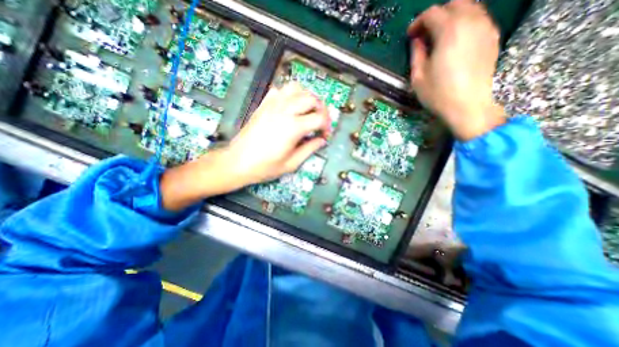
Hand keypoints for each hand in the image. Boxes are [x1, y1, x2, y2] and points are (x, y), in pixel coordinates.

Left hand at [224, 83, 328, 185]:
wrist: (238, 162)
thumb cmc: (265, 166)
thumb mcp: (292, 164)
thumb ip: (309, 149)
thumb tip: (321, 140)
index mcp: (293, 127)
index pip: (319, 118)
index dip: (327, 126)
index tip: (325, 134)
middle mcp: (284, 111)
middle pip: (311, 98)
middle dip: (321, 109)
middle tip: (320, 121)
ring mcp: (272, 105)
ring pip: (296, 88)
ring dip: (306, 97)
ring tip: (308, 110)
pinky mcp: (263, 105)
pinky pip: (279, 90)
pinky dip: (289, 94)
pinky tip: (290, 106)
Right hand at [409, 0, 504, 141]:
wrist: (468, 106)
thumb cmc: (438, 94)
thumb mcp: (418, 77)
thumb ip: (417, 54)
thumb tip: (417, 41)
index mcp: (449, 32)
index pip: (433, 13)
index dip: (418, 22)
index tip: (410, 35)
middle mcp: (471, 22)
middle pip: (455, 4)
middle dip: (436, 15)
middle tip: (425, 33)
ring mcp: (486, 29)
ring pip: (470, 8)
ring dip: (452, 17)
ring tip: (440, 37)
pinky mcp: (493, 38)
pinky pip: (479, 19)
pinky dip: (465, 23)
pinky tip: (455, 41)